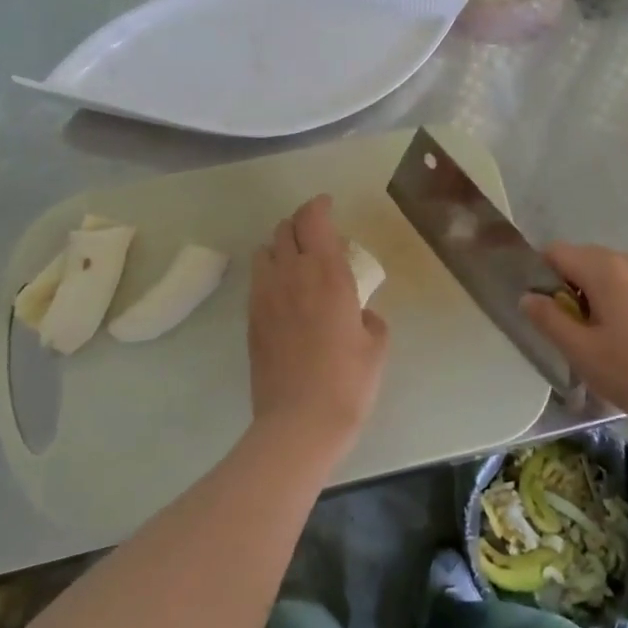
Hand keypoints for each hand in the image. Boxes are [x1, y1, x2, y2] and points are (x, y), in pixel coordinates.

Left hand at [247, 195, 389, 461]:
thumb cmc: (348, 383)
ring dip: (281, 245)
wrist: (298, 423)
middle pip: (285, 229)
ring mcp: (265, 297)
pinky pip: (258, 279)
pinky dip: (271, 272)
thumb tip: (360, 312)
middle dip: (301, 223)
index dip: (319, 205)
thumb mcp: (376, 346)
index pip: (314, 221)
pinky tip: (285, 291)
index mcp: (327, 275)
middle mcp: (291, 276)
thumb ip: (370, 317)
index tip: (328, 204)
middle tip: (318, 232)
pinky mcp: (251, 319)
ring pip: (265, 251)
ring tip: (298, 259)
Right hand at [521, 245, 627, 434]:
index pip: (556, 252)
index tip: (542, 310)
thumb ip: (548, 319)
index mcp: (605, 268)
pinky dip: (612, 299)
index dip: (540, 276)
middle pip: (580, 258)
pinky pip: (625, 283)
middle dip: (565, 286)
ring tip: (592, 335)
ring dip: (588, 294)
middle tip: (566, 328)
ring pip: (604, 272)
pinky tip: (619, 335)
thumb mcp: (580, 350)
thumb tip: (527, 296)